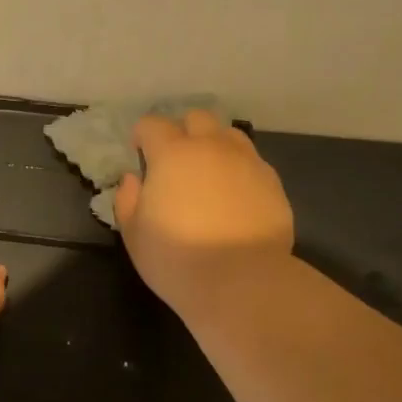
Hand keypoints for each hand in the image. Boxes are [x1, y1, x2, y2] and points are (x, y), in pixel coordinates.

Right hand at [115, 110, 294, 310]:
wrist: (242, 282)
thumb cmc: (176, 258)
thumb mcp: (134, 233)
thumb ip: (128, 199)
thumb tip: (134, 179)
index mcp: (173, 154)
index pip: (153, 124)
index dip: (142, 135)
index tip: (139, 152)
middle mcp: (212, 147)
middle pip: (197, 118)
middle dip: (182, 131)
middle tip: (174, 160)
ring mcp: (247, 163)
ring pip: (229, 135)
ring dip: (214, 145)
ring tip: (208, 173)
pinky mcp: (273, 184)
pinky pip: (252, 162)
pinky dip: (238, 169)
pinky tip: (233, 196)